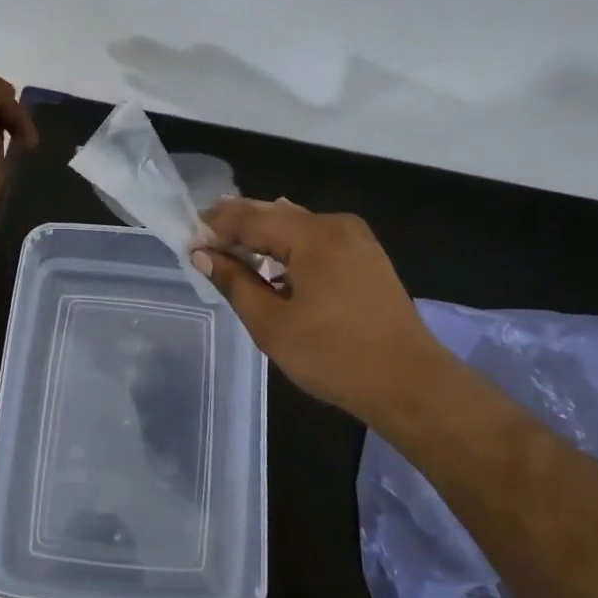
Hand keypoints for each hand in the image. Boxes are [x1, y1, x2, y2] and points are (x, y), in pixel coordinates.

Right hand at [195, 198, 451, 432]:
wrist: (409, 384)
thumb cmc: (334, 357)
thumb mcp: (272, 325)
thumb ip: (235, 283)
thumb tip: (203, 254)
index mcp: (313, 235)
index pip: (250, 218)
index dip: (216, 227)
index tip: (187, 239)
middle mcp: (336, 224)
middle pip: (275, 214)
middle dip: (238, 224)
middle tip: (203, 236)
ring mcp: (357, 238)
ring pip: (297, 224)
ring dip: (264, 234)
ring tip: (231, 246)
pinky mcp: (368, 256)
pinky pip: (317, 238)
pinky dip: (290, 245)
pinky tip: (274, 260)